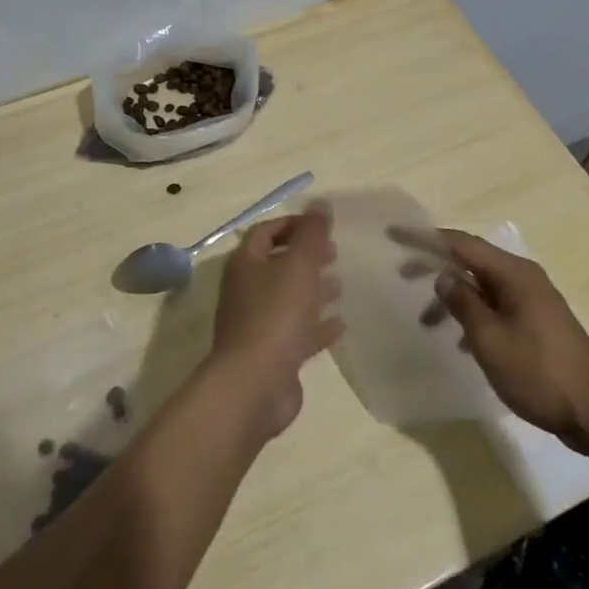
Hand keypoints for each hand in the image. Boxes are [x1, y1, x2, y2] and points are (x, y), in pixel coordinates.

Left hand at [206, 208, 343, 440]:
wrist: (254, 385)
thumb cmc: (274, 315)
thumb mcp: (298, 266)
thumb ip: (311, 234)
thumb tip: (320, 203)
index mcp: (246, 263)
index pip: (267, 231)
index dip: (293, 224)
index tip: (322, 226)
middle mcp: (247, 289)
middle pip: (277, 264)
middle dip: (305, 256)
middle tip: (334, 253)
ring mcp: (257, 323)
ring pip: (287, 298)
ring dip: (312, 289)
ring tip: (341, 284)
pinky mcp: (271, 354)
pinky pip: (296, 331)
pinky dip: (316, 324)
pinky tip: (340, 324)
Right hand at [422, 230, 588, 453]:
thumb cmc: (541, 373)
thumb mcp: (491, 340)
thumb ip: (463, 304)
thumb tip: (443, 276)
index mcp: (513, 274)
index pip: (461, 244)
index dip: (425, 238)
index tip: (394, 235)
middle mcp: (523, 279)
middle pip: (470, 261)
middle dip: (435, 265)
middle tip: (402, 275)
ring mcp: (532, 302)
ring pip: (481, 288)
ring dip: (453, 298)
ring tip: (426, 322)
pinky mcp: (537, 325)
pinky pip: (495, 308)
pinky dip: (473, 317)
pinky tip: (461, 342)